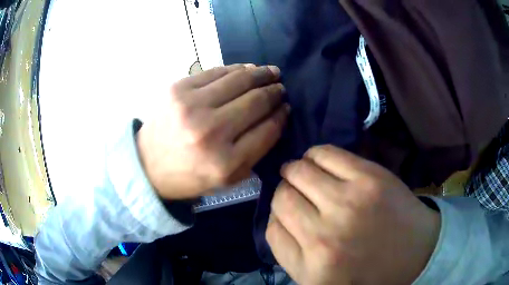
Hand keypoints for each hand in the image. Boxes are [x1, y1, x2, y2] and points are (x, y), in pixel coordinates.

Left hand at [137, 64, 288, 199]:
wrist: (147, 165)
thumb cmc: (189, 177)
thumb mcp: (227, 179)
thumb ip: (256, 152)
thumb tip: (276, 116)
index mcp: (225, 163)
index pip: (267, 130)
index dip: (281, 115)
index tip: (286, 107)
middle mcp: (210, 132)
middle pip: (256, 102)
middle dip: (274, 92)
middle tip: (281, 87)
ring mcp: (191, 106)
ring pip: (239, 80)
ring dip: (260, 74)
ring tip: (271, 72)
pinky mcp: (177, 89)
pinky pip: (216, 72)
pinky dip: (236, 69)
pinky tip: (247, 69)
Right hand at [266, 145, 440, 284]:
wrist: (416, 253)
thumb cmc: (368, 272)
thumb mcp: (319, 279)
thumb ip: (289, 252)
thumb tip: (276, 215)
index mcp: (311, 269)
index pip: (271, 229)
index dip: (276, 217)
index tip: (288, 214)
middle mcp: (324, 238)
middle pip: (282, 198)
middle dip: (285, 192)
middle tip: (296, 192)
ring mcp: (348, 203)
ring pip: (298, 172)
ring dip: (295, 171)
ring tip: (304, 174)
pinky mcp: (369, 177)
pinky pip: (324, 153)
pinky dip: (314, 154)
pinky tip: (318, 161)